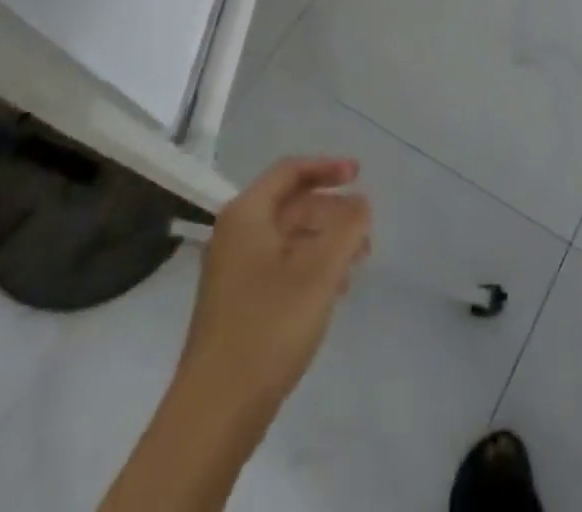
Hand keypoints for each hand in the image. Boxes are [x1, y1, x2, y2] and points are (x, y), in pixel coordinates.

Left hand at [181, 157, 372, 428]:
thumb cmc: (269, 326)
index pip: (290, 171)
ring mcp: (232, 272)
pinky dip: (310, 267)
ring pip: (288, 238)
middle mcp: (235, 235)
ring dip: (325, 242)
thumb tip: (361, 204)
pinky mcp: (237, 305)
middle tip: (366, 230)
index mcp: (247, 215)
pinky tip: (332, 291)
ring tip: (357, 264)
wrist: (215, 412)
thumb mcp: (320, 271)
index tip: (360, 175)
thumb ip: (348, 228)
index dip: (328, 167)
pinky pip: (280, 266)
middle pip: (291, 204)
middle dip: (332, 212)